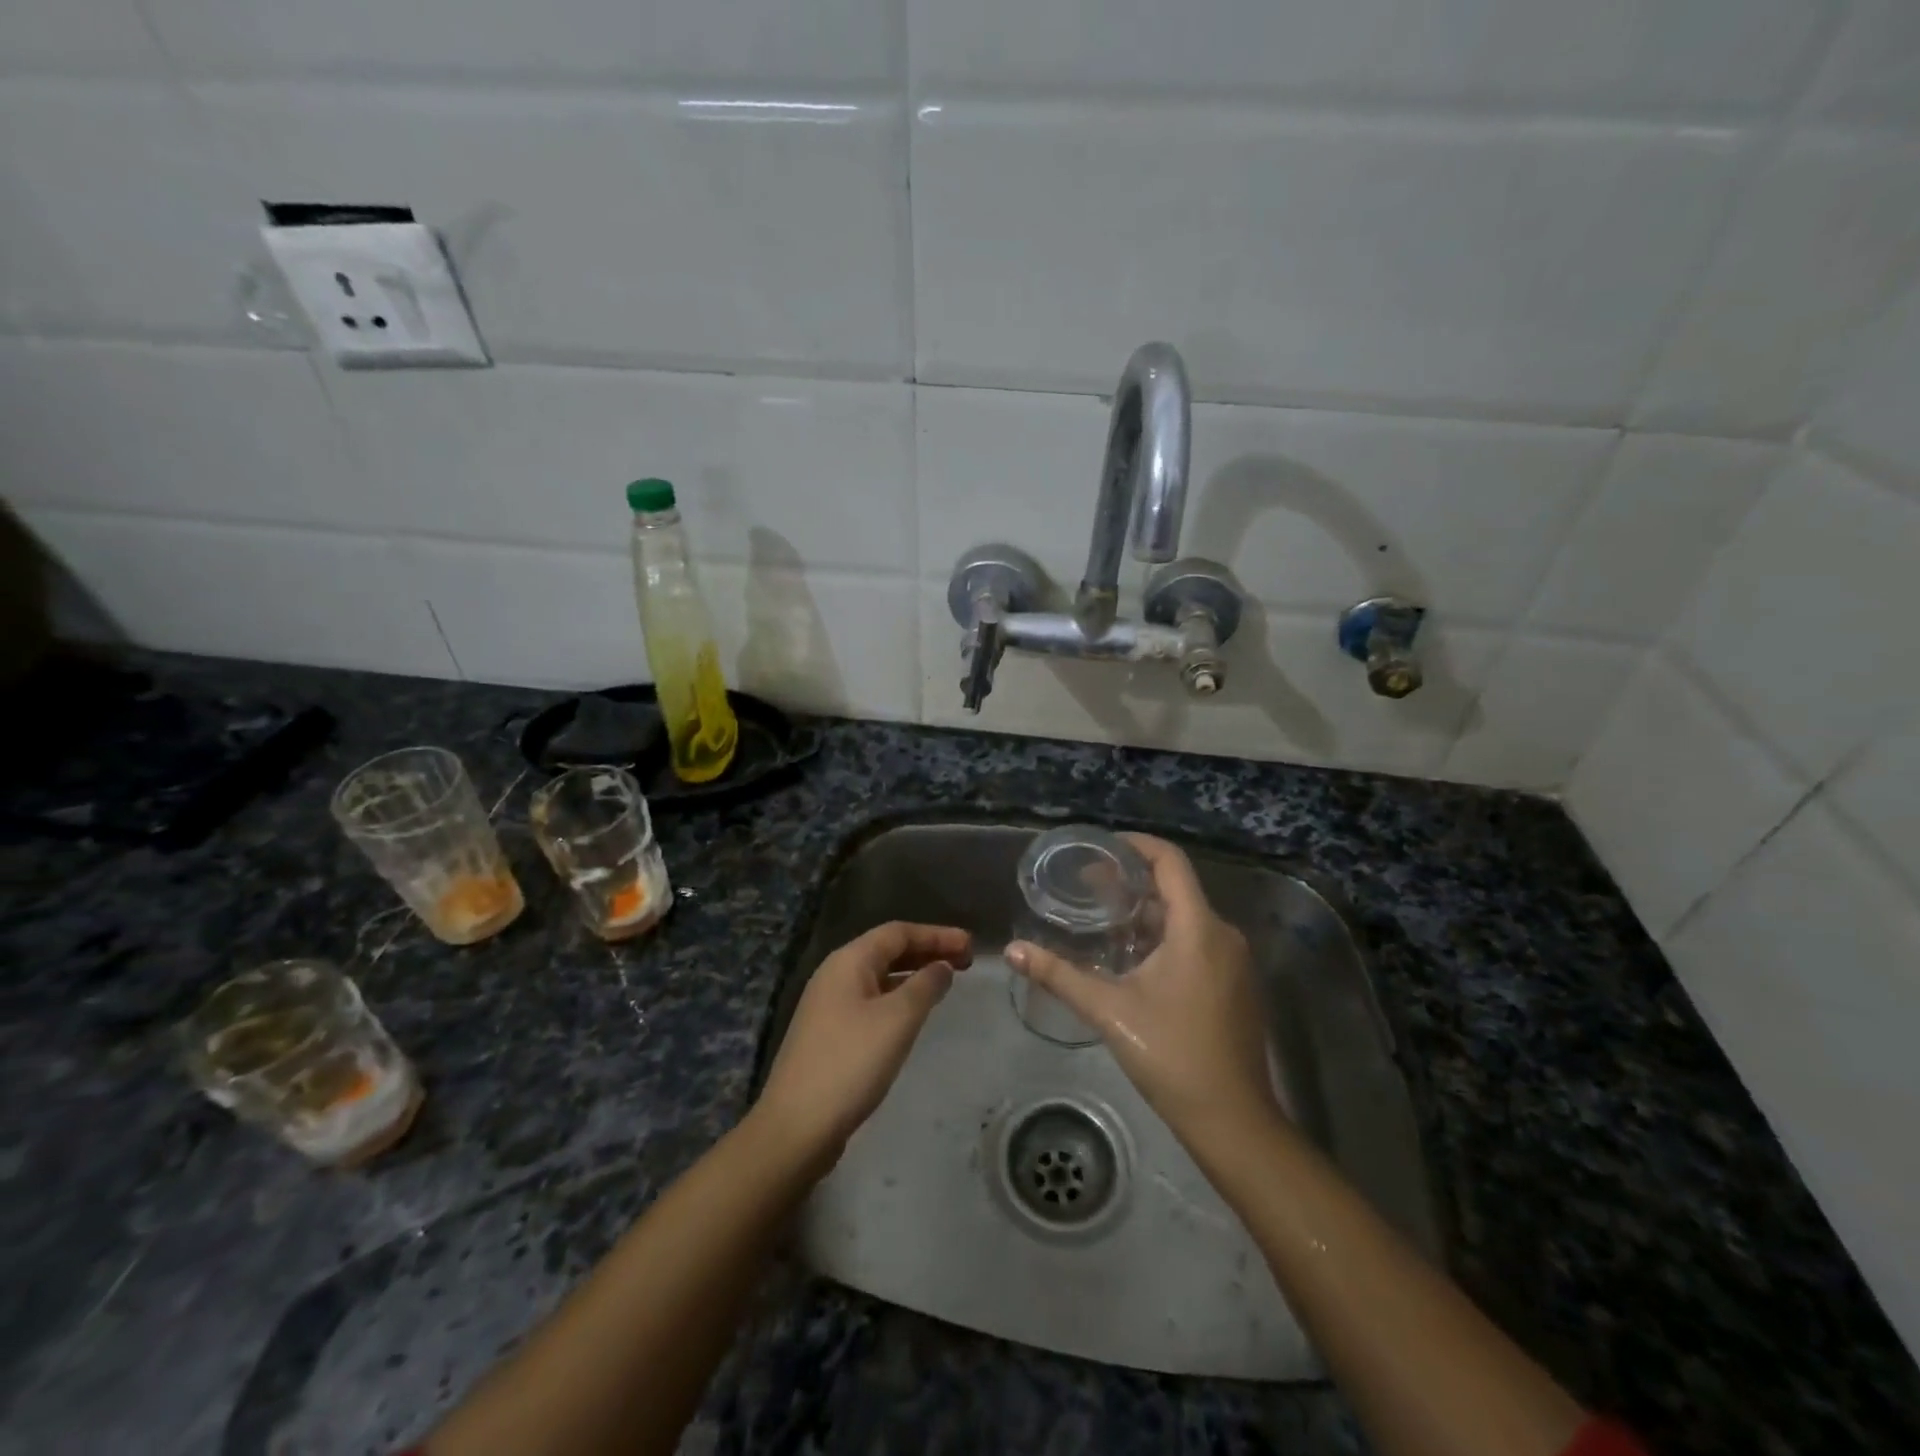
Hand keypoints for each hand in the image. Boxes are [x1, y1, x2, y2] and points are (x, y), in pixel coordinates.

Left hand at [755, 921, 971, 1163]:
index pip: (898, 932)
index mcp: (848, 961)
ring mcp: (829, 1004)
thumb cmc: (851, 1063)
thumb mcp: (897, 1020)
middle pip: (888, 950)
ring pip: (880, 976)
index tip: (971, 945)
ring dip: (914, 974)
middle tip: (966, 962)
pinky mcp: (830, 1033)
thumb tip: (942, 966)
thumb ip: (925, 986)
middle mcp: (835, 974)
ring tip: (946, 982)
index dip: (937, 935)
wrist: (796, 1127)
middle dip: (927, 951)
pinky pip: (872, 1000)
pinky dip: (898, 997)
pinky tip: (914, 1013)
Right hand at [1007, 835, 1276, 1142]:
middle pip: (1177, 890)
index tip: (1101, 849)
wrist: (1233, 1120)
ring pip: (1188, 918)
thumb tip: (1014, 951)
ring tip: (1105, 921)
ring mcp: (1236, 962)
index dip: (1136, 846)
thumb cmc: (1171, 1055)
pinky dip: (1167, 938)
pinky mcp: (1237, 985)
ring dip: (1148, 914)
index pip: (1170, 862)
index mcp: (1198, 928)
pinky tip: (1136, 960)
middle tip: (1089, 889)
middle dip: (1133, 884)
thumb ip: (1059, 975)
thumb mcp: (1109, 1010)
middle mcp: (1223, 935)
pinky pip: (1200, 942)